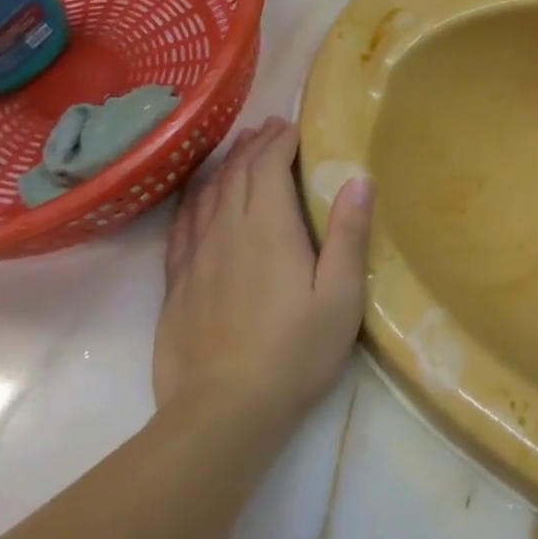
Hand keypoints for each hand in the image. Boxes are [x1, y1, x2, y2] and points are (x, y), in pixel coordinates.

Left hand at [155, 117, 373, 420]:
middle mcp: (227, 231)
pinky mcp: (177, 283)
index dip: (279, 142)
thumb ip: (349, 233)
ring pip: (206, 195)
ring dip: (224, 166)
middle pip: (235, 174)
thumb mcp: (340, 295)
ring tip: (238, 150)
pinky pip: (183, 225)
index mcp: (268, 229)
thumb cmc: (296, 351)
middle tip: (269, 128)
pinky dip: (194, 199)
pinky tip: (199, 198)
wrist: (224, 411)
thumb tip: (360, 178)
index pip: (267, 167)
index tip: (292, 127)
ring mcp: (196, 257)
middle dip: (253, 146)